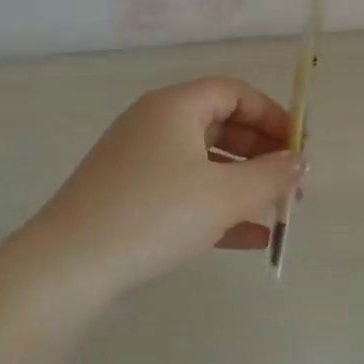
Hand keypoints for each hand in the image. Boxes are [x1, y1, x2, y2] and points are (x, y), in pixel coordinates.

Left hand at [19, 78, 302, 299]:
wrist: (65, 271)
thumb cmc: (153, 215)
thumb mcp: (223, 196)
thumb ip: (271, 175)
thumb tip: (299, 161)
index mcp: (176, 107)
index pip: (235, 93)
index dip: (273, 115)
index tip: (299, 146)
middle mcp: (156, 124)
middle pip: (222, 125)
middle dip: (262, 152)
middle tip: (291, 182)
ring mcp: (139, 161)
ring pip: (206, 162)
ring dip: (244, 183)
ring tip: (277, 210)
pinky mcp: (130, 197)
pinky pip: (186, 191)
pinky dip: (218, 206)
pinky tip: (250, 238)